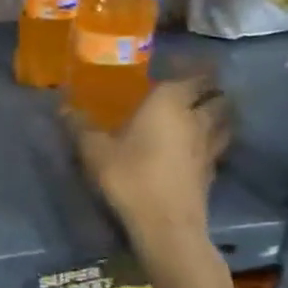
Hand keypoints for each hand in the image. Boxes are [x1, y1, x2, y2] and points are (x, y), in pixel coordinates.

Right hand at [67, 74, 230, 242]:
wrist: (165, 225)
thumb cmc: (129, 176)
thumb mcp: (95, 150)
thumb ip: (81, 126)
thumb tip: (63, 107)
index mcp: (169, 104)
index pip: (192, 76)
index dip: (192, 68)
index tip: (183, 62)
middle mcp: (196, 120)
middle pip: (217, 97)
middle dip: (211, 90)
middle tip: (193, 88)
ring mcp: (209, 147)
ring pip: (224, 121)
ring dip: (219, 114)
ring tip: (204, 113)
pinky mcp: (212, 173)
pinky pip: (218, 146)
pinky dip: (213, 140)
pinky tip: (199, 146)